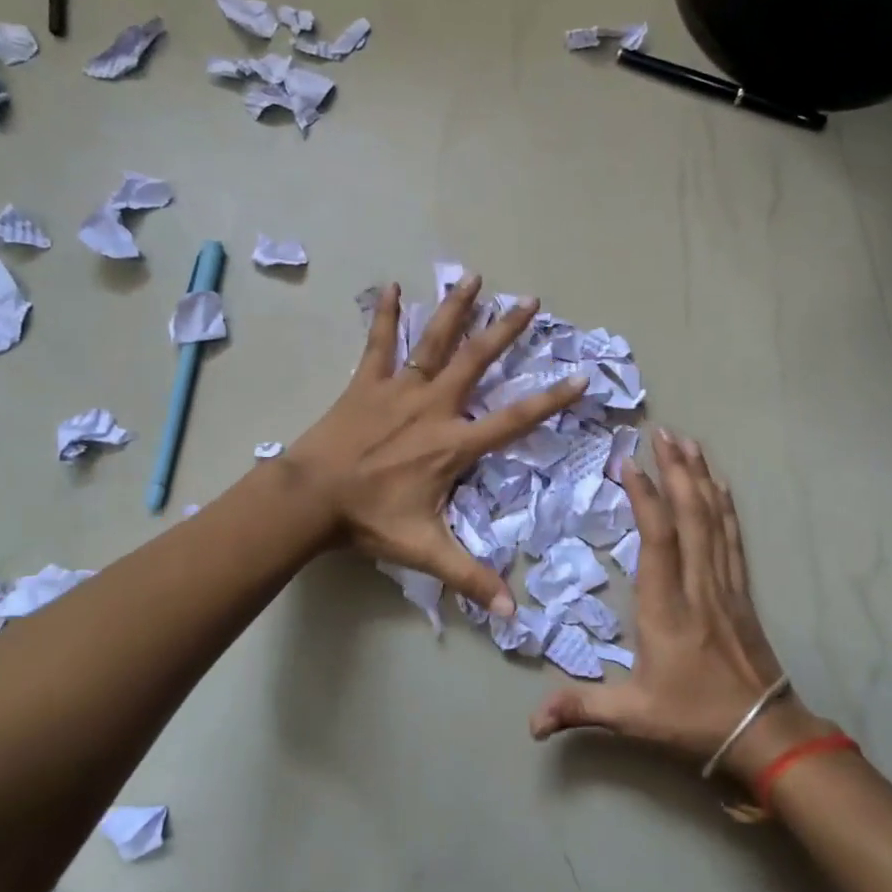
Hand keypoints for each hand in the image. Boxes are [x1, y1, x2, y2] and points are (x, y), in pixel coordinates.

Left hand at [288, 274, 586, 616]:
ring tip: (474, 277)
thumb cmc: (370, 520)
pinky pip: (378, 343)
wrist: (310, 498)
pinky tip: (391, 285)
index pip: (514, 419)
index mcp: (453, 443)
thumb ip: (471, 578)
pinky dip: (385, 315)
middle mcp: (434, 406)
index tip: (581, 376)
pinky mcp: (367, 383)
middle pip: (477, 361)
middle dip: (506, 331)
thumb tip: (512, 614)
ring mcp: (399, 389)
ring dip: (456, 308)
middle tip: (531, 301)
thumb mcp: (426, 549)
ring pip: (434, 341)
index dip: (551, 398)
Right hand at [529, 430, 830, 779]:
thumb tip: (529, 724)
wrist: (765, 732)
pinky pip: (732, 538)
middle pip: (691, 516)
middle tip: (663, 431)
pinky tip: (720, 485)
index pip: (658, 540)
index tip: (629, 463)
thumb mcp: (632, 717)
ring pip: (714, 520)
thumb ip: (580, 708)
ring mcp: (724, 585)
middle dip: (677, 470)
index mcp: (667, 609)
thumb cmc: (694, 719)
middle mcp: (698, 586)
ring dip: (701, 478)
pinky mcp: (741, 591)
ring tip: (689, 442)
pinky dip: (725, 506)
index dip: (645, 498)